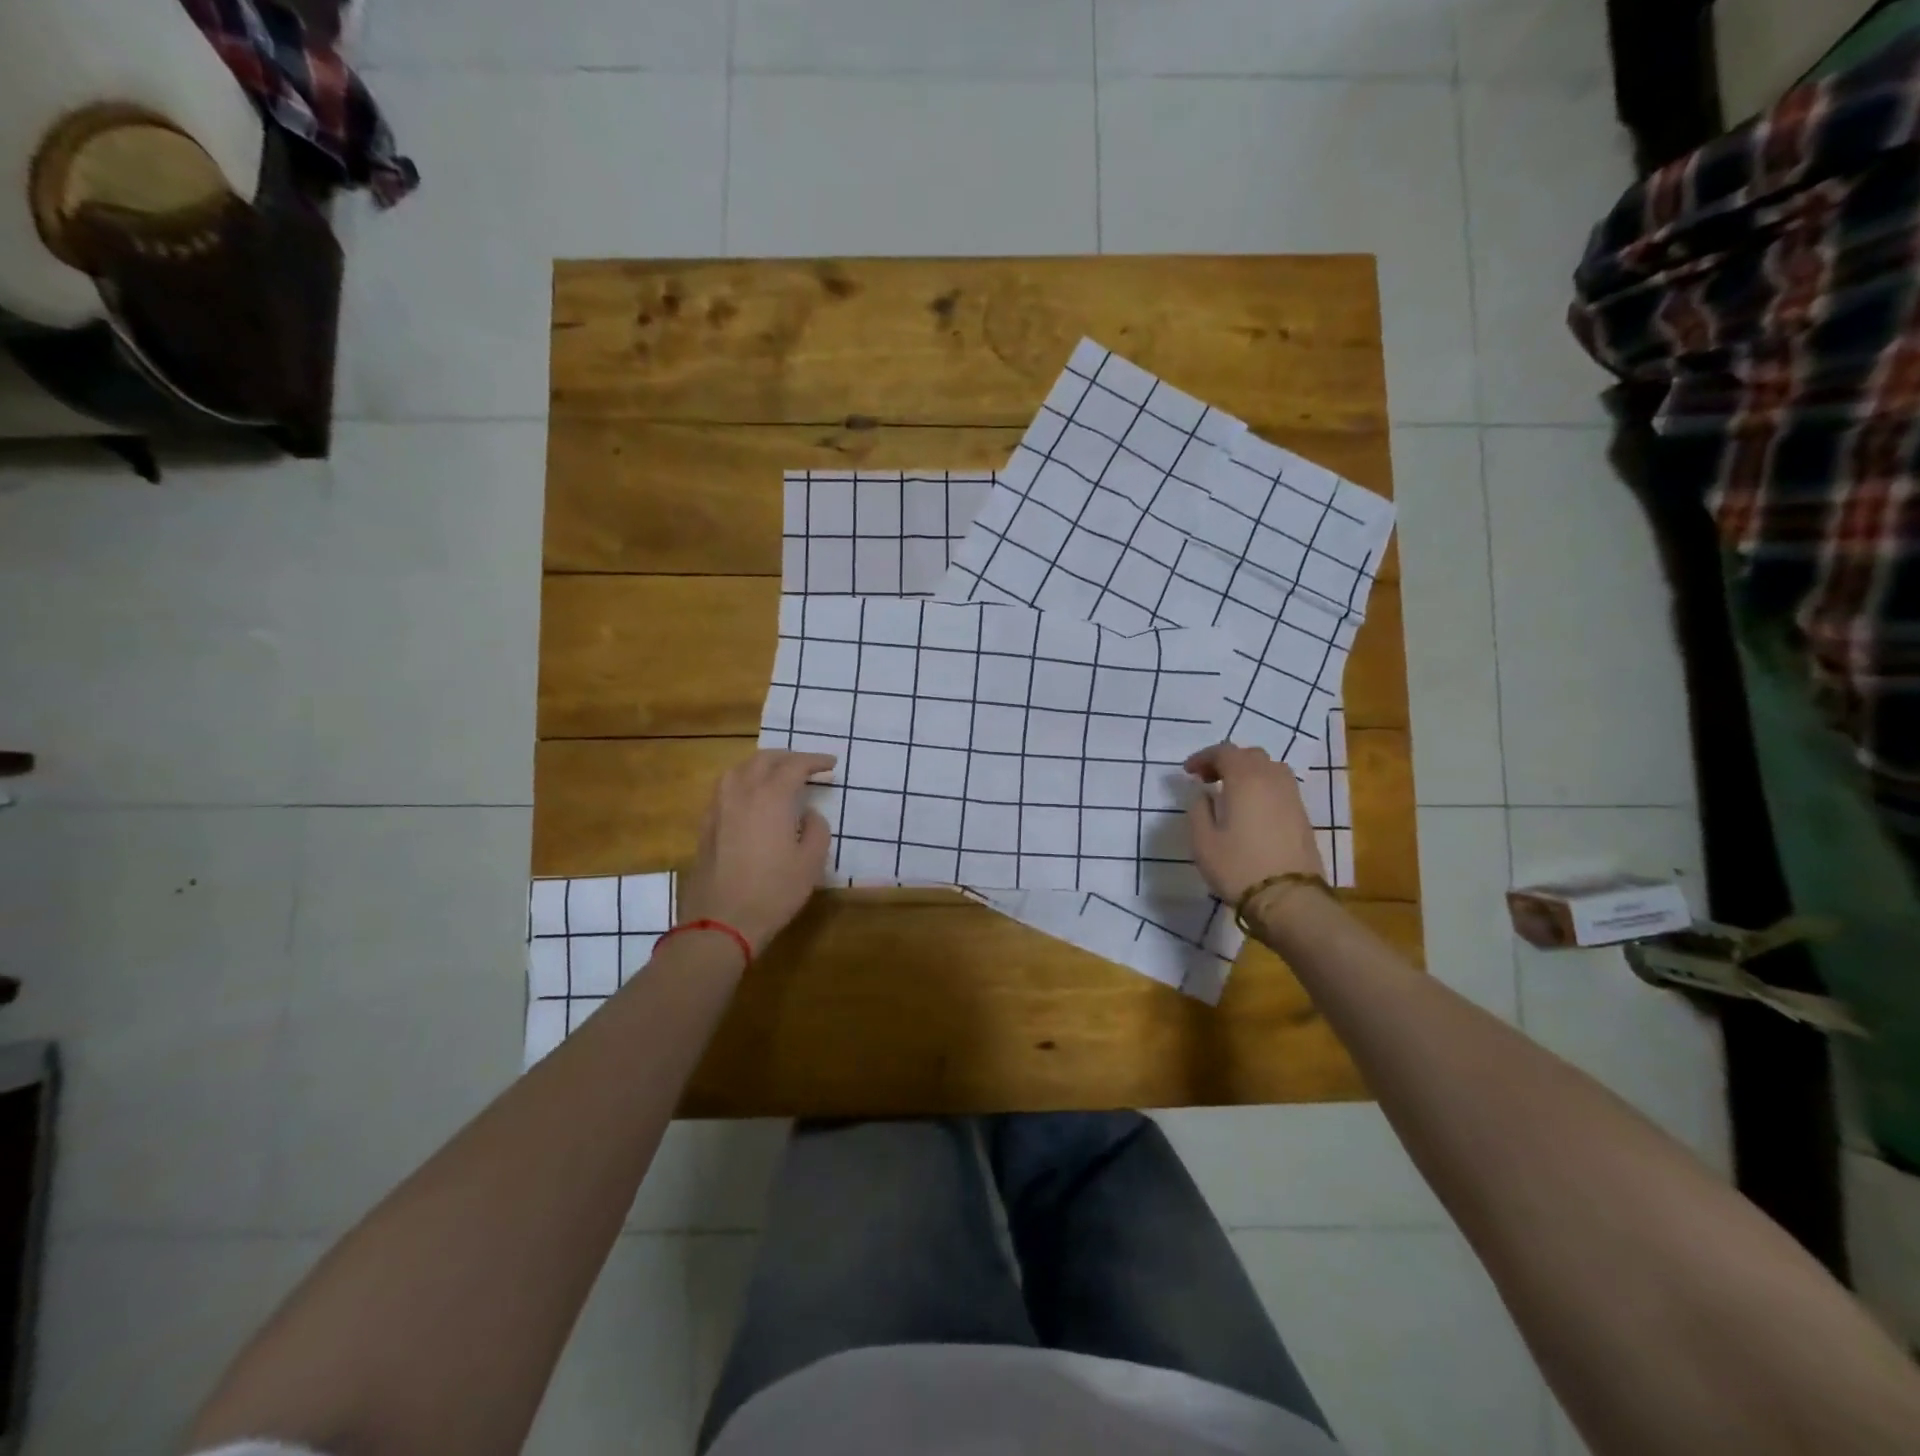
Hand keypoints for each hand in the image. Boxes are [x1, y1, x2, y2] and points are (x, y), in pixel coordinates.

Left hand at [677, 750, 835, 954]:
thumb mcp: (811, 862)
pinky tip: (750, 799)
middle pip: (763, 760)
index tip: (831, 764)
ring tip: (776, 775)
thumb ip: (816, 829)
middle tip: (806, 766)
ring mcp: (719, 808)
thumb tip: (807, 815)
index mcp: (771, 797)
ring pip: (738, 770)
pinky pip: (724, 789)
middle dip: (788, 757)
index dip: (815, 761)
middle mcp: (742, 793)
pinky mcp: (706, 826)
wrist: (722, 923)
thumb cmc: (774, 892)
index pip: (795, 765)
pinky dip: (742, 782)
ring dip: (761, 766)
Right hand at [1184, 742, 1324, 906]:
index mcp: (1245, 779)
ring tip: (1231, 792)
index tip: (1188, 772)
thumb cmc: (1238, 867)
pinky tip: (1251, 808)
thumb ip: (1198, 809)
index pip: (1224, 751)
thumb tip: (1204, 794)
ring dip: (1248, 772)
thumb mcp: (1202, 841)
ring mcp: (1292, 797)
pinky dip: (1263, 786)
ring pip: (1270, 768)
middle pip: (1250, 755)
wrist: (1289, 899)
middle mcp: (1272, 780)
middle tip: (1208, 780)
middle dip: (1226, 761)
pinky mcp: (1302, 815)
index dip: (1203, 757)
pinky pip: (1280, 787)